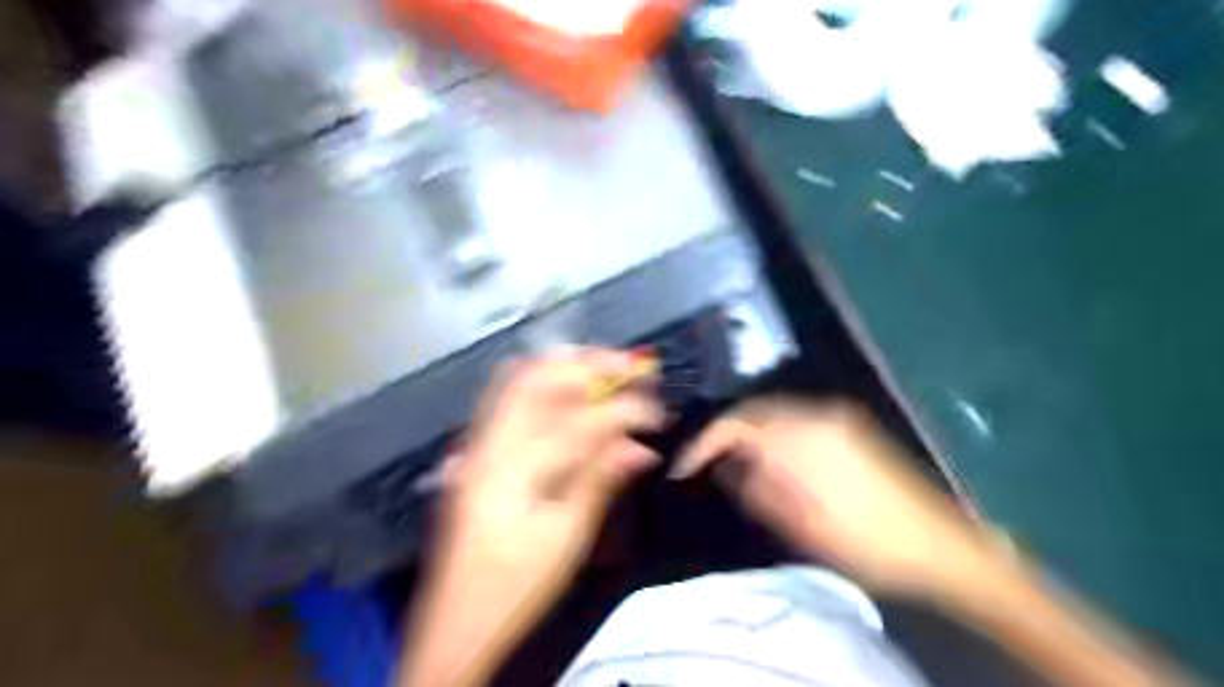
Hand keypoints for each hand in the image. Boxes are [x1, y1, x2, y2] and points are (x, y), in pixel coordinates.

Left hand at [424, 351, 668, 666]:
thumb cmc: (516, 588)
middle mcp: (490, 444)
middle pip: (539, 380)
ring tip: (606, 368)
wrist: (457, 624)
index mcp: (512, 472)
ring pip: (520, 380)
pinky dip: (544, 383)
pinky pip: (508, 397)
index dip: (623, 410)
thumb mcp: (566, 540)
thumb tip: (641, 448)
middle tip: (632, 368)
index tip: (657, 410)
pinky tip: (569, 387)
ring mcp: (478, 444)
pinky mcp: (477, 451)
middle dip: (591, 366)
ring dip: (566, 368)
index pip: (577, 422)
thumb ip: (599, 482)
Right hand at [673, 396, 1007, 601]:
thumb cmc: (864, 542)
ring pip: (775, 413)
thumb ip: (755, 489)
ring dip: (749, 433)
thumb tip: (726, 467)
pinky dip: (774, 434)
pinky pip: (797, 419)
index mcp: (802, 435)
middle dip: (725, 434)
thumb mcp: (799, 525)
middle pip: (754, 410)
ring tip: (734, 463)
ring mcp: (837, 417)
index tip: (684, 467)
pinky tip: (772, 459)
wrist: (939, 546)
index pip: (736, 423)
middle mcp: (817, 413)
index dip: (704, 443)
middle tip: (706, 463)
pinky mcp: (851, 426)